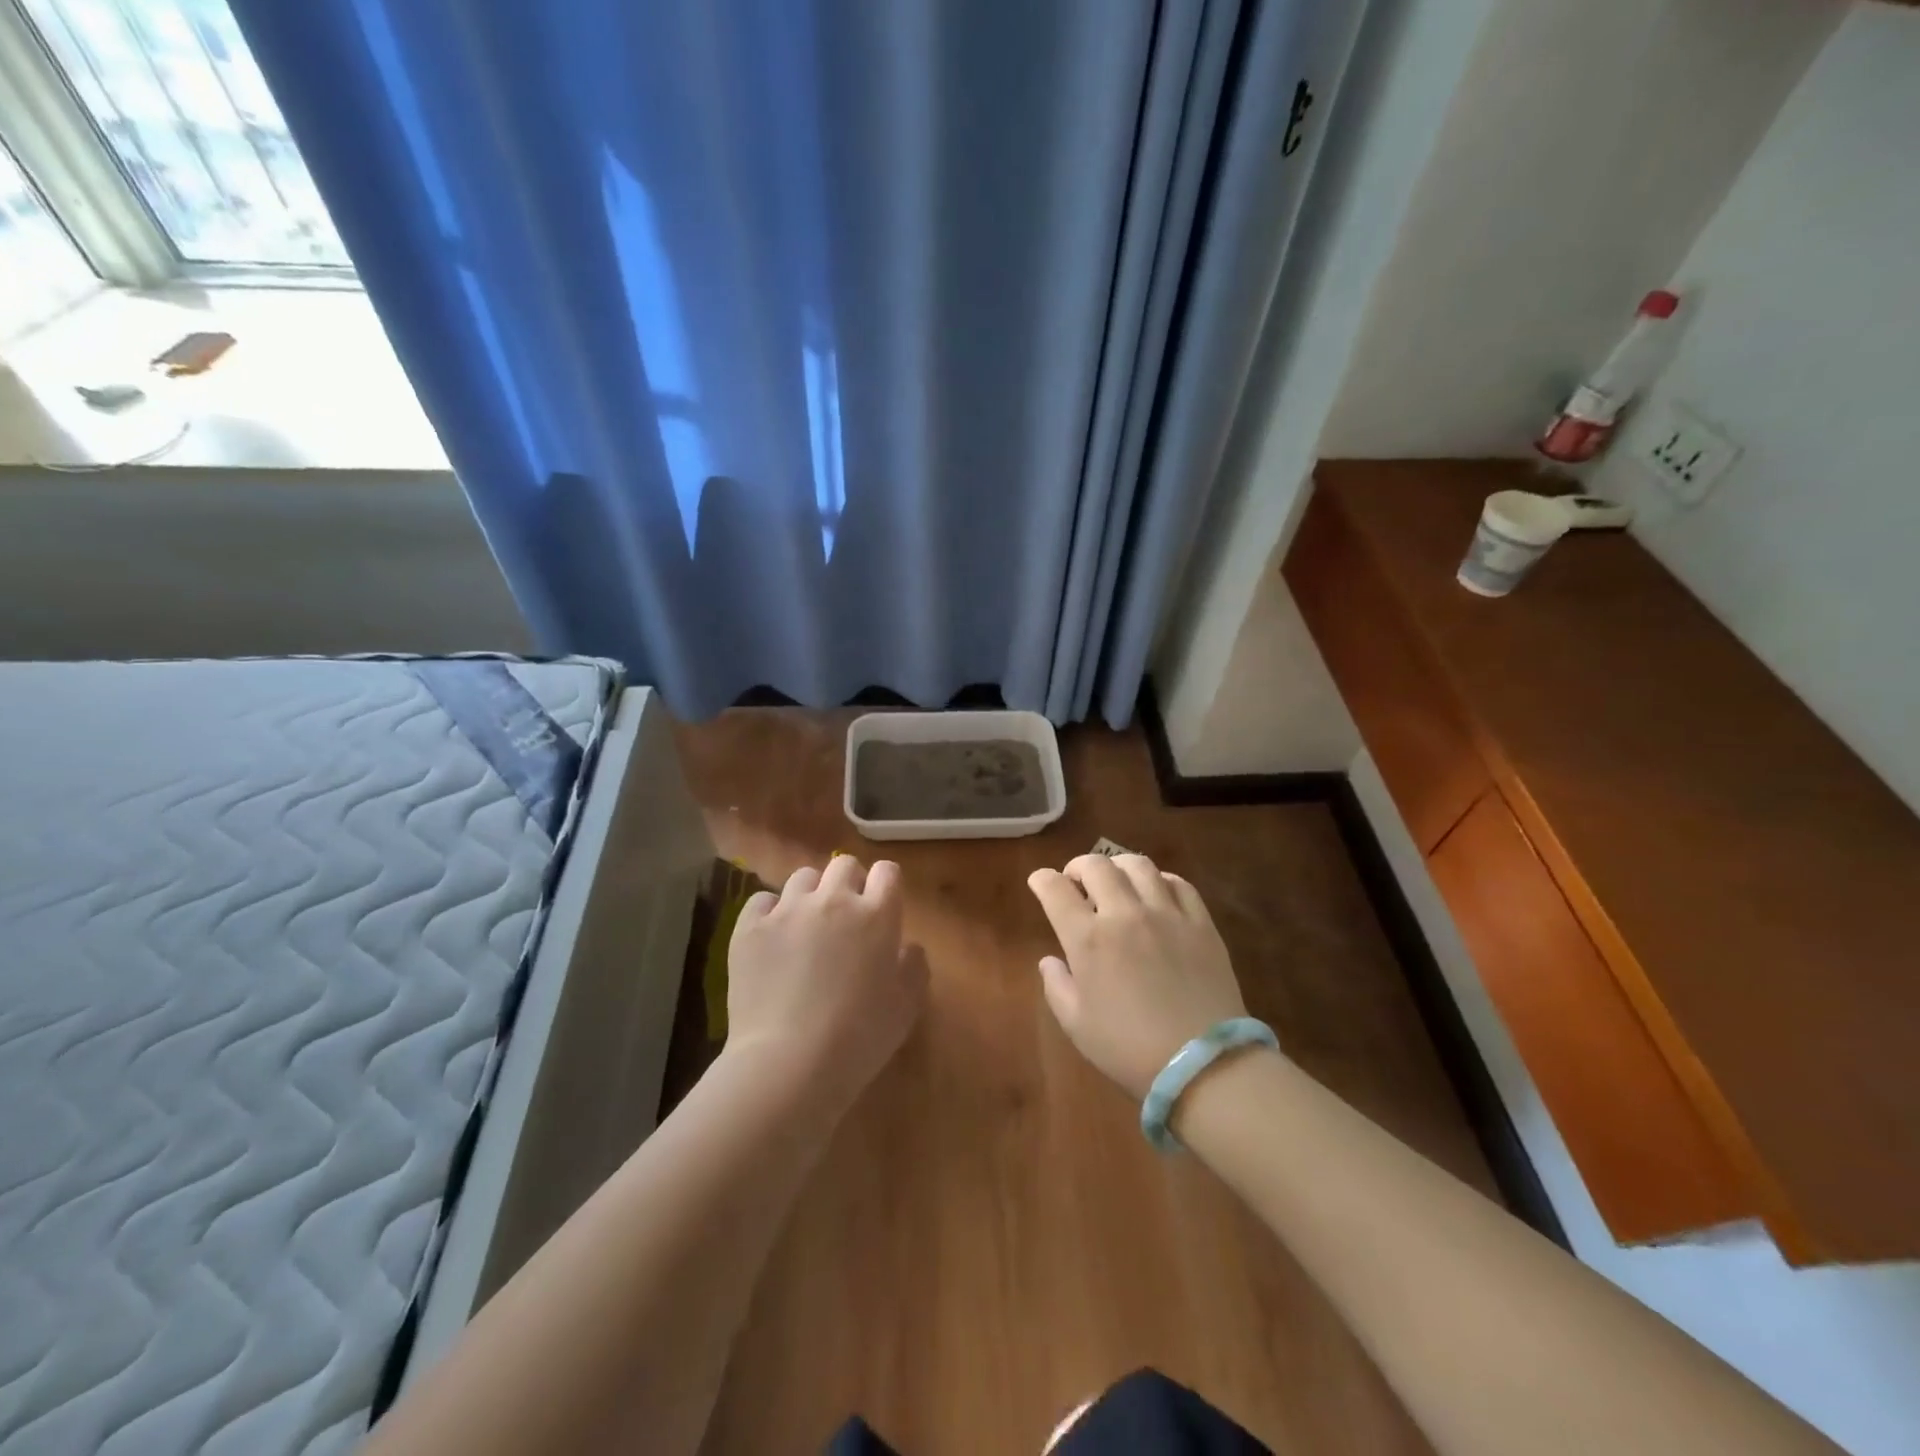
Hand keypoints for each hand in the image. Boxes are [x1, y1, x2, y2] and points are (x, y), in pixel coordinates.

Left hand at [725, 857, 928, 1106]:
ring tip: (806, 925)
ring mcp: (788, 910)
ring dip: (811, 894)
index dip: (885, 886)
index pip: (887, 872)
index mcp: (877, 915)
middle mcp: (834, 900)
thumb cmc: (859, 1038)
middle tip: (845, 917)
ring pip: (803, 877)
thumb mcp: (906, 1007)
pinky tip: (773, 938)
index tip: (881, 906)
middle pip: (844, 865)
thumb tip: (907, 946)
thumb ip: (914, 966)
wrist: (789, 1063)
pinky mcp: (750, 927)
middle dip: (848, 883)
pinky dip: (770, 912)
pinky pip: (762, 900)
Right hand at [1027, 854, 1246, 1100]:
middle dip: (1078, 866)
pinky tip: (1156, 893)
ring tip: (1115, 880)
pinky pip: (1178, 883)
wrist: (1203, 1066)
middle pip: (1097, 866)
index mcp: (1088, 939)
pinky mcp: (1200, 923)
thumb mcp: (1077, 1026)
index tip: (1040, 882)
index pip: (1055, 889)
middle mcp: (1124, 914)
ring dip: (1118, 866)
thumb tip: (1050, 960)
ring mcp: (1166, 914)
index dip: (1042, 880)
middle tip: (1076, 882)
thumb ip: (1057, 986)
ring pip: (1138, 865)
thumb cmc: (1129, 1050)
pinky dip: (1160, 880)